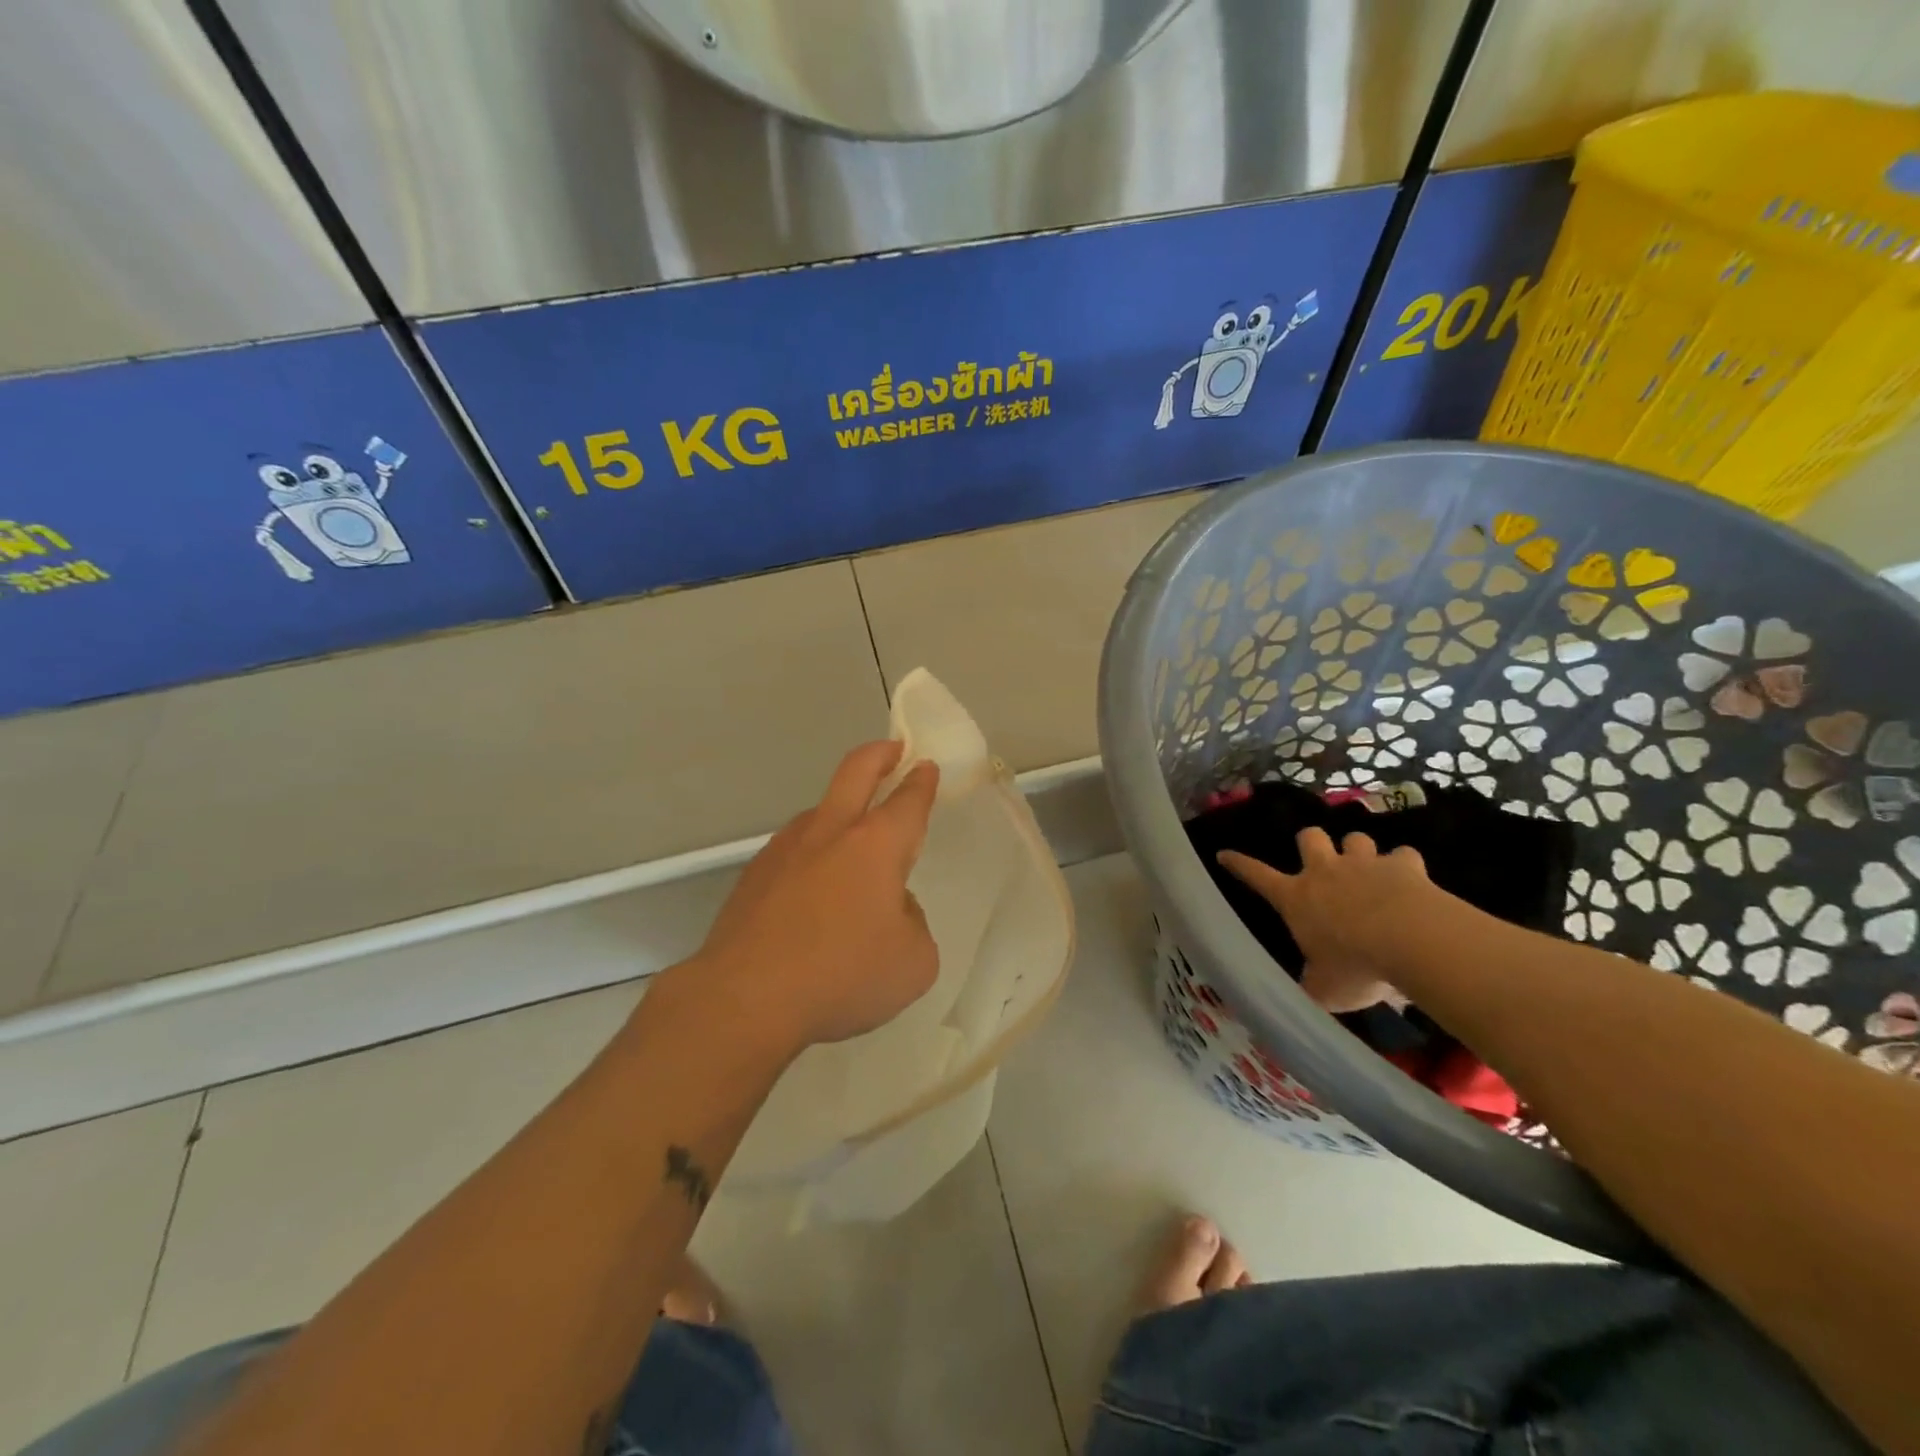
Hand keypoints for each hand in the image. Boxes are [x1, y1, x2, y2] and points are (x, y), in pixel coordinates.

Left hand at [679, 741, 940, 1059]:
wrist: (745, 998)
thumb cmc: (841, 976)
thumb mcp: (913, 962)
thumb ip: (913, 923)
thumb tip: (890, 907)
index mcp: (876, 845)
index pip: (908, 800)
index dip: (922, 781)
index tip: (926, 767)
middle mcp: (830, 832)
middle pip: (856, 771)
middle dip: (880, 754)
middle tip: (893, 750)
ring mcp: (785, 849)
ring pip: (820, 810)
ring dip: (842, 809)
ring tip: (854, 843)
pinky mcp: (755, 874)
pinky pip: (794, 850)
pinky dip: (813, 853)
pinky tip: (813, 892)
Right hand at [1218, 829, 1431, 1013]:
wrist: (1413, 941)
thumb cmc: (1357, 966)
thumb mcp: (1325, 990)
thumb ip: (1310, 989)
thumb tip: (1295, 1002)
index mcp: (1296, 898)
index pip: (1256, 875)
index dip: (1238, 864)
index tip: (1224, 854)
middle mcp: (1325, 872)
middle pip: (1309, 836)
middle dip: (1312, 843)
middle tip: (1321, 859)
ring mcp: (1365, 864)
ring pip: (1355, 838)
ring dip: (1359, 851)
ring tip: (1368, 868)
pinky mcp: (1404, 865)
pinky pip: (1403, 855)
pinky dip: (1406, 865)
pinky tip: (1412, 880)